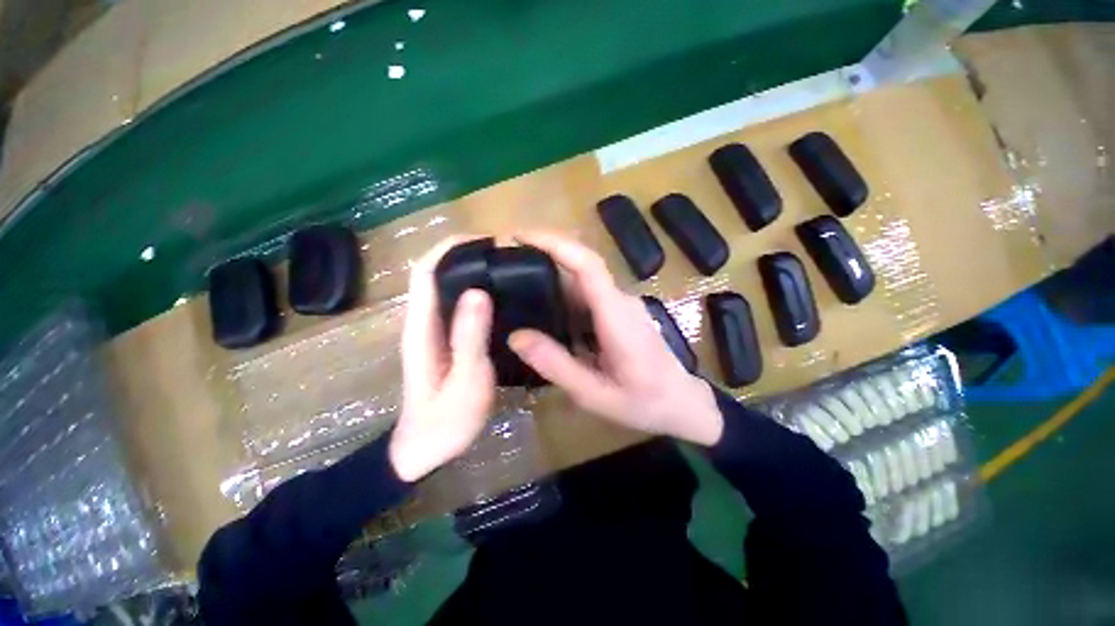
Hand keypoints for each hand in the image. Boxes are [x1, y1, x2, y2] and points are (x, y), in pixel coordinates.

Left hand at [390, 237, 495, 481]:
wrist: (426, 448)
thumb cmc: (447, 420)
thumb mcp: (465, 380)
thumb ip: (469, 337)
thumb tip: (477, 292)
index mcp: (422, 326)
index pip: (426, 271)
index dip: (450, 248)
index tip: (486, 241)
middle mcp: (424, 321)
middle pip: (436, 272)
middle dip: (464, 253)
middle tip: (504, 253)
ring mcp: (434, 330)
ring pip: (447, 286)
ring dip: (470, 270)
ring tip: (506, 267)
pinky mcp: (446, 339)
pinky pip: (457, 304)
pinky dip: (475, 291)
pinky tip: (499, 296)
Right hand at [507, 232, 723, 445]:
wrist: (682, 403)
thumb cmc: (645, 403)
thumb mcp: (595, 394)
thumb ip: (557, 366)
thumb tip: (517, 336)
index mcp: (616, 315)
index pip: (587, 265)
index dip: (555, 243)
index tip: (520, 235)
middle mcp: (619, 300)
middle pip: (580, 266)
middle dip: (541, 256)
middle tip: (503, 264)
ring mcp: (620, 305)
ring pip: (580, 280)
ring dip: (549, 276)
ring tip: (513, 285)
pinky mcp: (617, 312)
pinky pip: (586, 295)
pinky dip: (560, 295)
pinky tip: (541, 310)